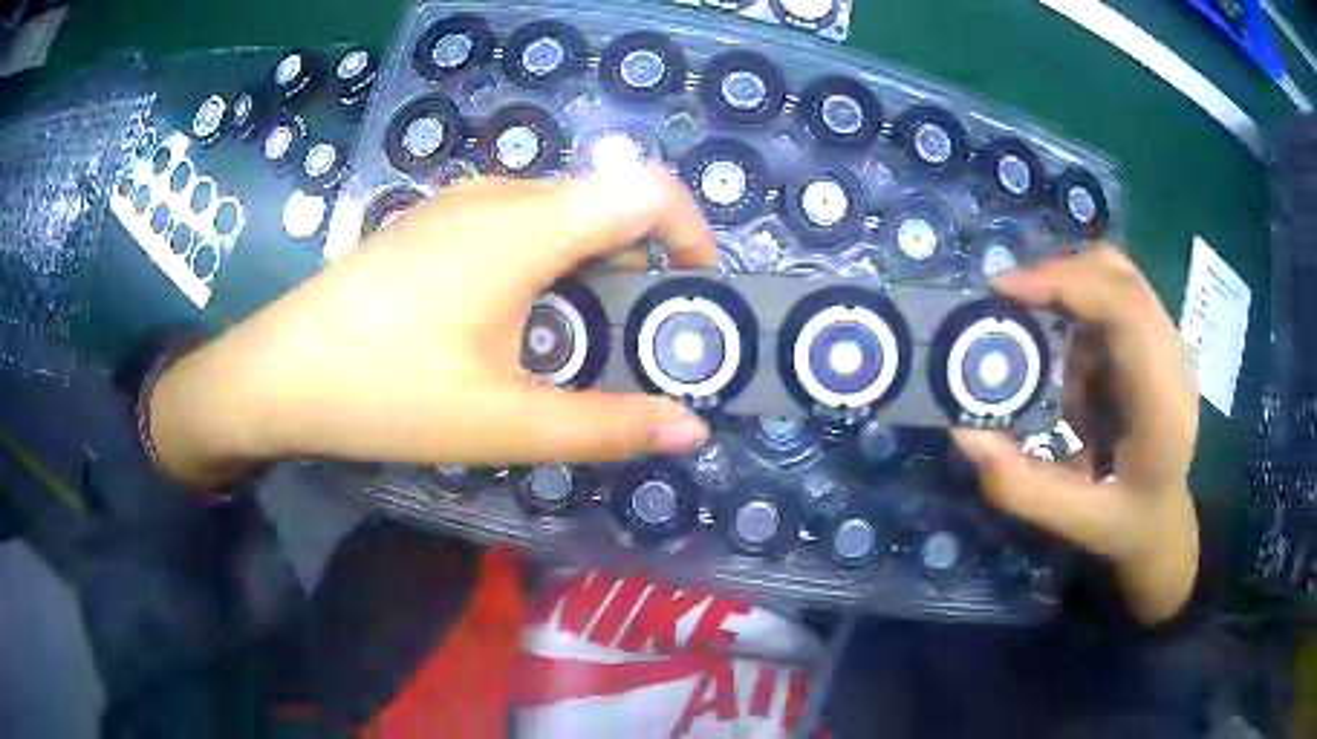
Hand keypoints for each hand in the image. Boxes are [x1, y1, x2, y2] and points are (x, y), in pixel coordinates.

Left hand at [148, 166, 715, 484]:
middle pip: (608, 201)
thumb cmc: (384, 392)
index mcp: (524, 227)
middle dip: (646, 265)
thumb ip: (604, 426)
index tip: (696, 297)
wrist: (278, 374)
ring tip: (580, 342)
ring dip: (594, 267)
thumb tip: (689, 429)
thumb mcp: (501, 422)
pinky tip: (517, 323)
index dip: (693, 233)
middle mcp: (498, 195)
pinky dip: (550, 263)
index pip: (647, 188)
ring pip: (562, 213)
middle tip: (642, 341)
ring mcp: (459, 202)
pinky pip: (519, 223)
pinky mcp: (434, 221)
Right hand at [951, 246, 1199, 624]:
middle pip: (1117, 274)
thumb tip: (964, 430)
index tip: (1002, 290)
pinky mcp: (1154, 336)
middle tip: (1005, 303)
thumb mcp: (1071, 520)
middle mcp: (1172, 357)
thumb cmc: (1126, 522)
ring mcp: (1167, 341)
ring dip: (1066, 292)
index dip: (1064, 282)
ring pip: (1114, 274)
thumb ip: (1018, 485)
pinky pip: (1111, 293)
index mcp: (1163, 403)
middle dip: (1055, 276)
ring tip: (1035, 332)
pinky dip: (1077, 307)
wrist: (1164, 517)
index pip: (1124, 308)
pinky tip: (1066, 358)